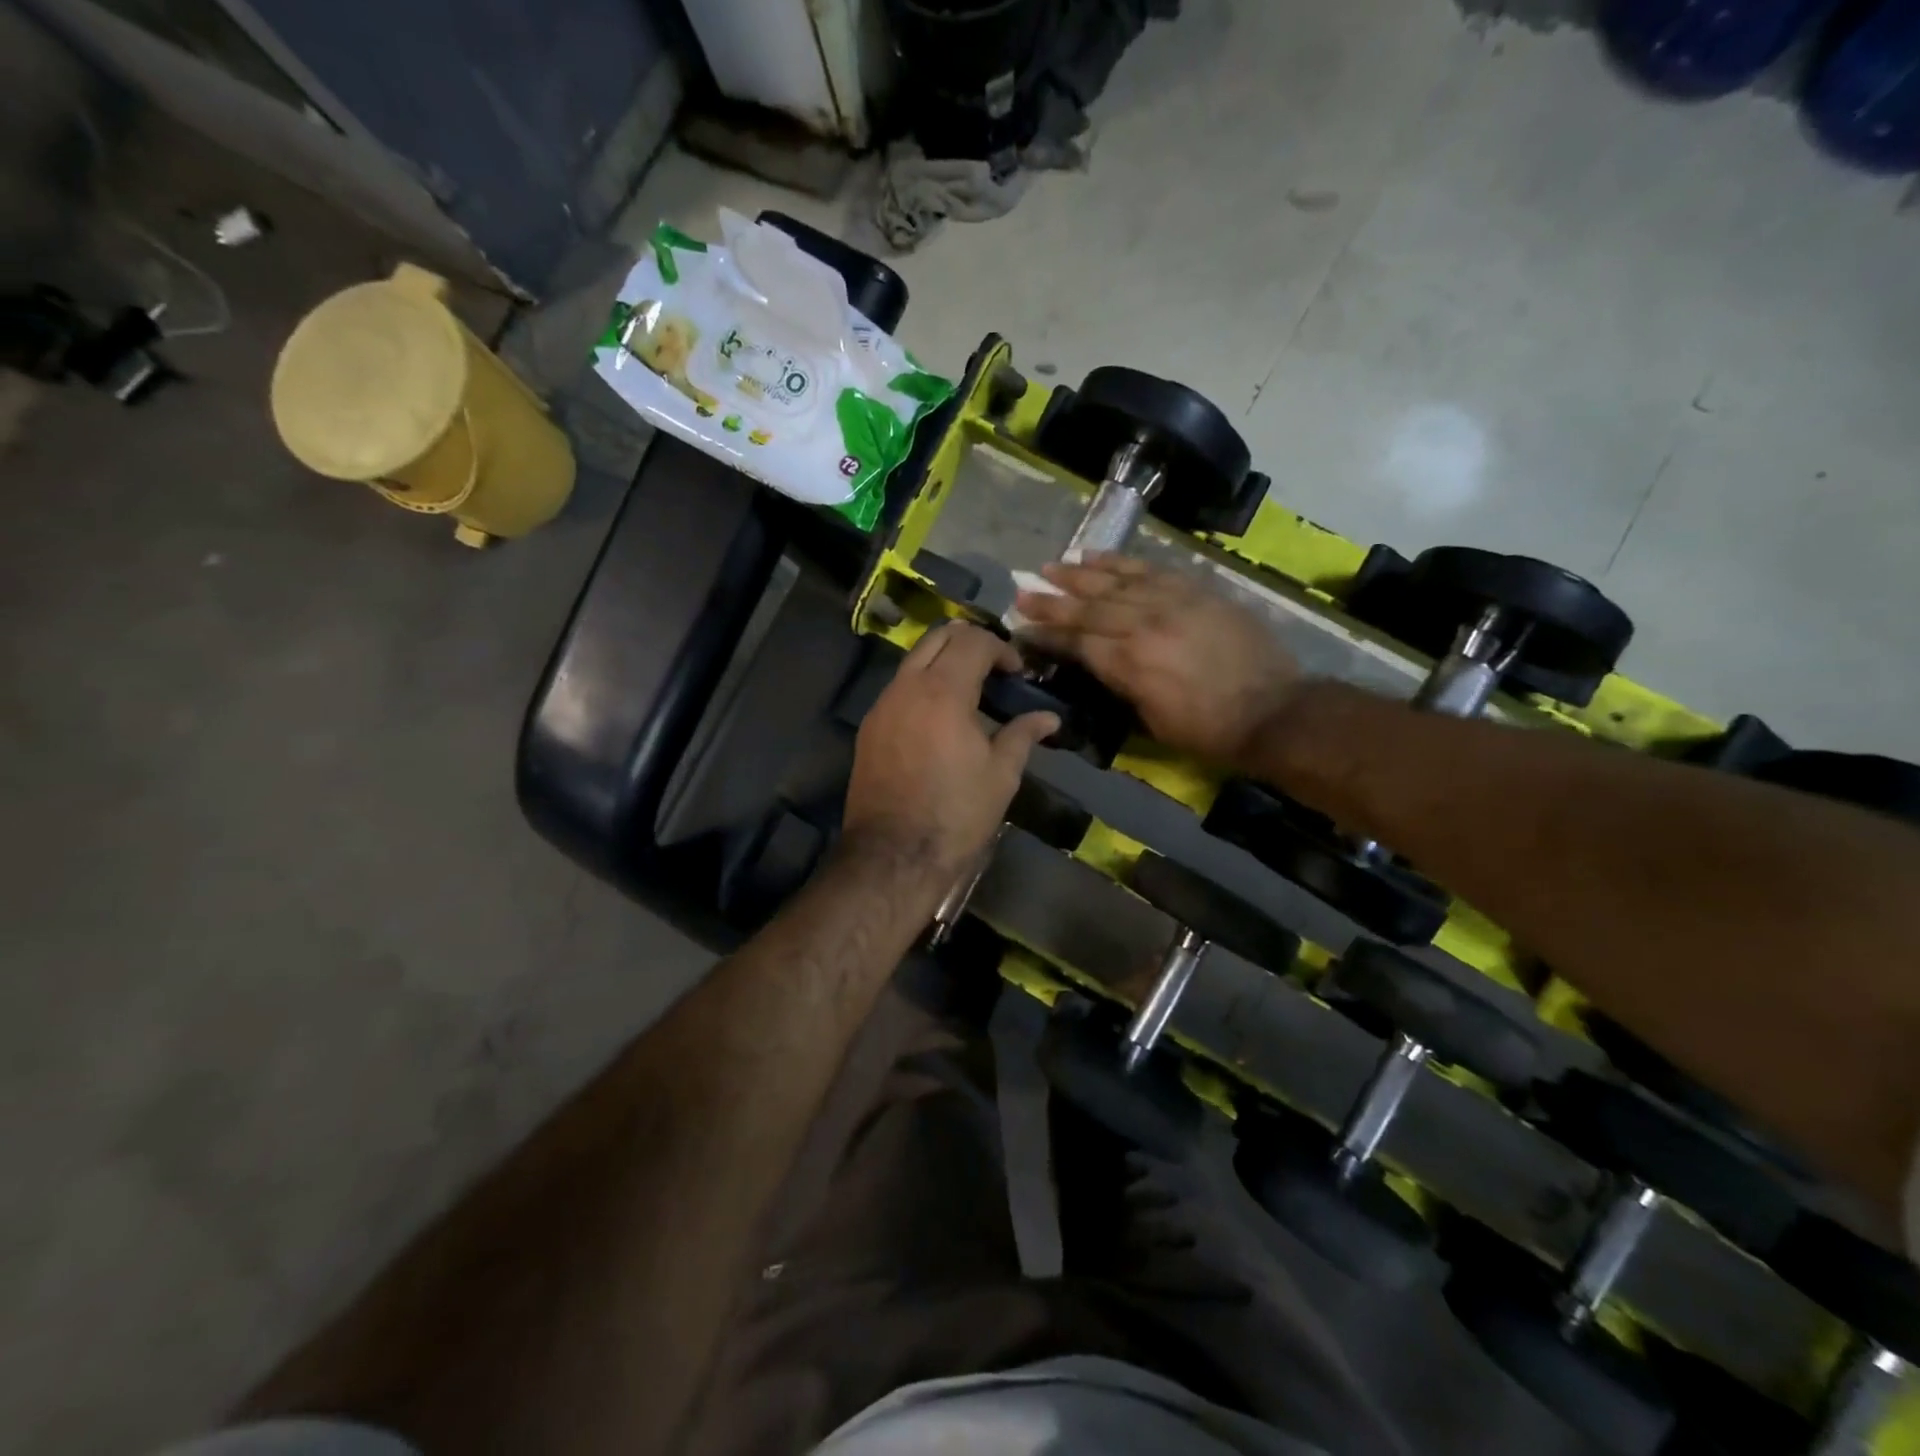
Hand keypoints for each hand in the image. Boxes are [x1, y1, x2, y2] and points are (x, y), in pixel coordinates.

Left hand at [845, 622, 1059, 881]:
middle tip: (995, 669)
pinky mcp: (869, 728)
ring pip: (914, 660)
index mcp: (943, 692)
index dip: (1002, 649)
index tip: (1018, 674)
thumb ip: (1022, 735)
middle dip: (970, 642)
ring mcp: (882, 706)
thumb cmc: (956, 814)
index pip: (973, 641)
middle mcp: (906, 687)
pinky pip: (899, 688)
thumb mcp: (1000, 775)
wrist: (893, 856)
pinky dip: (923, 686)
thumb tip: (1049, 719)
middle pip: (938, 636)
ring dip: (944, 662)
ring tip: (970, 693)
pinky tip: (940, 719)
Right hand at [1014, 555, 1300, 765]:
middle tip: (1023, 592)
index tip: (1022, 627)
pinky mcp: (1195, 590)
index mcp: (1129, 664)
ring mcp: (1171, 602)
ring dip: (1079, 575)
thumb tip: (1098, 663)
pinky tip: (1097, 556)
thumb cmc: (1208, 731)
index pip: (1076, 642)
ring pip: (1115, 581)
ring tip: (1051, 567)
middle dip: (1051, 600)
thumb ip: (1120, 685)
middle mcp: (1143, 625)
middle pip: (1087, 607)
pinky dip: (1121, 562)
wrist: (1275, 710)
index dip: (1047, 635)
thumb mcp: (1152, 721)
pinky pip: (1151, 569)